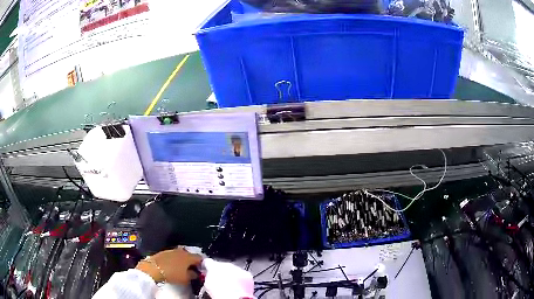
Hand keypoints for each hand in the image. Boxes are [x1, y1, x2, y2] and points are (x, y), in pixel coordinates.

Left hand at [136, 248, 202, 284]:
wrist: (153, 269)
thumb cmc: (172, 274)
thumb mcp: (186, 278)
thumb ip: (193, 275)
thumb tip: (195, 273)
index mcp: (189, 256)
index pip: (199, 257)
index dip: (202, 263)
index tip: (201, 269)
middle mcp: (181, 251)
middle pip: (190, 255)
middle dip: (192, 261)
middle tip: (192, 269)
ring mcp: (172, 250)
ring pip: (181, 255)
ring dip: (183, 260)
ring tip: (182, 268)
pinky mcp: (164, 252)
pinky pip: (173, 255)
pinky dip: (175, 260)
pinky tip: (173, 265)